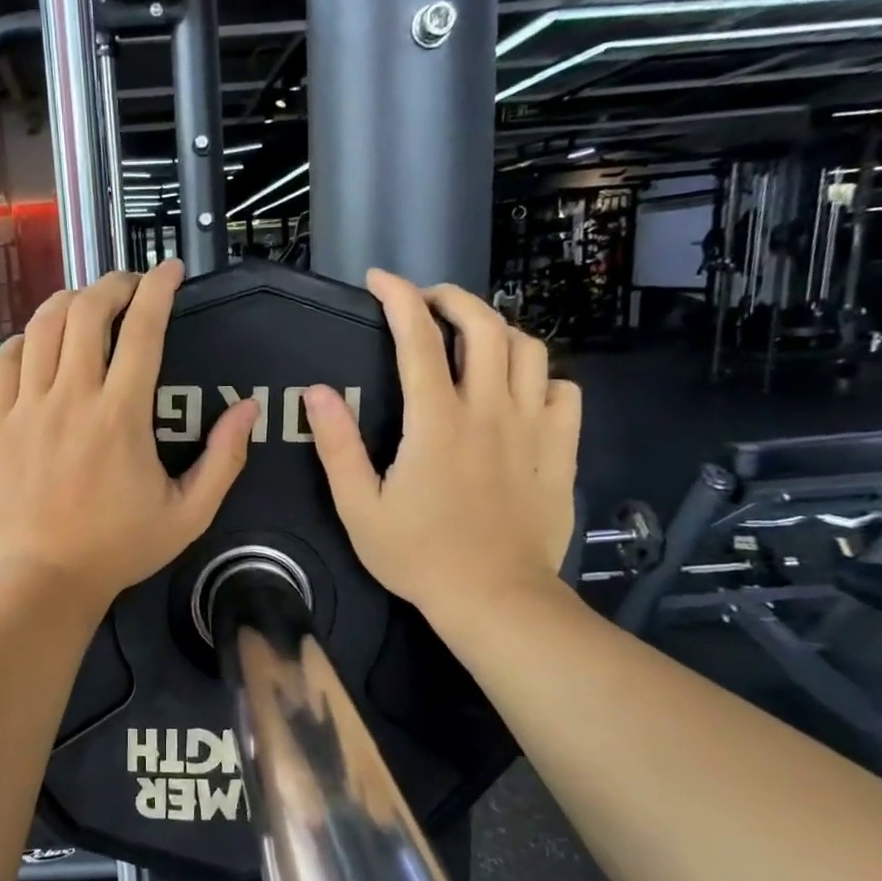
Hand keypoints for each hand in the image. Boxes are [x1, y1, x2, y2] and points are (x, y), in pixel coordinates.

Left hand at [0, 261, 258, 612]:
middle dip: (112, 284)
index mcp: (122, 415)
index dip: (159, 289)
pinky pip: (3, 360)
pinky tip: (39, 345)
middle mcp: (72, 397)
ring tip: (86, 306)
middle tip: (129, 288)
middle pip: (87, 311)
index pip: (143, 329)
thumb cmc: (119, 548)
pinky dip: (25, 340)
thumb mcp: (189, 514)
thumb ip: (224, 459)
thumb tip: (247, 408)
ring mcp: (28, 408)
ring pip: (42, 326)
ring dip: (68, 302)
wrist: (46, 580)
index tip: (169, 270)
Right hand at [304, 271, 580, 626]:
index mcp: (436, 422)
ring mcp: (532, 429)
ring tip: (472, 337)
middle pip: (485, 325)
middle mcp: (489, 411)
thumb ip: (337, 446)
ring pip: (530, 350)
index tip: (378, 280)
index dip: (397, 298)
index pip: (418, 338)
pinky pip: (564, 392)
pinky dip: (542, 378)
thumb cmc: (419, 556)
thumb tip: (317, 393)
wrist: (495, 600)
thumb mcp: (359, 507)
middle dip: (453, 298)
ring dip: (499, 329)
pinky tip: (521, 391)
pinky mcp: (560, 452)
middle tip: (427, 301)